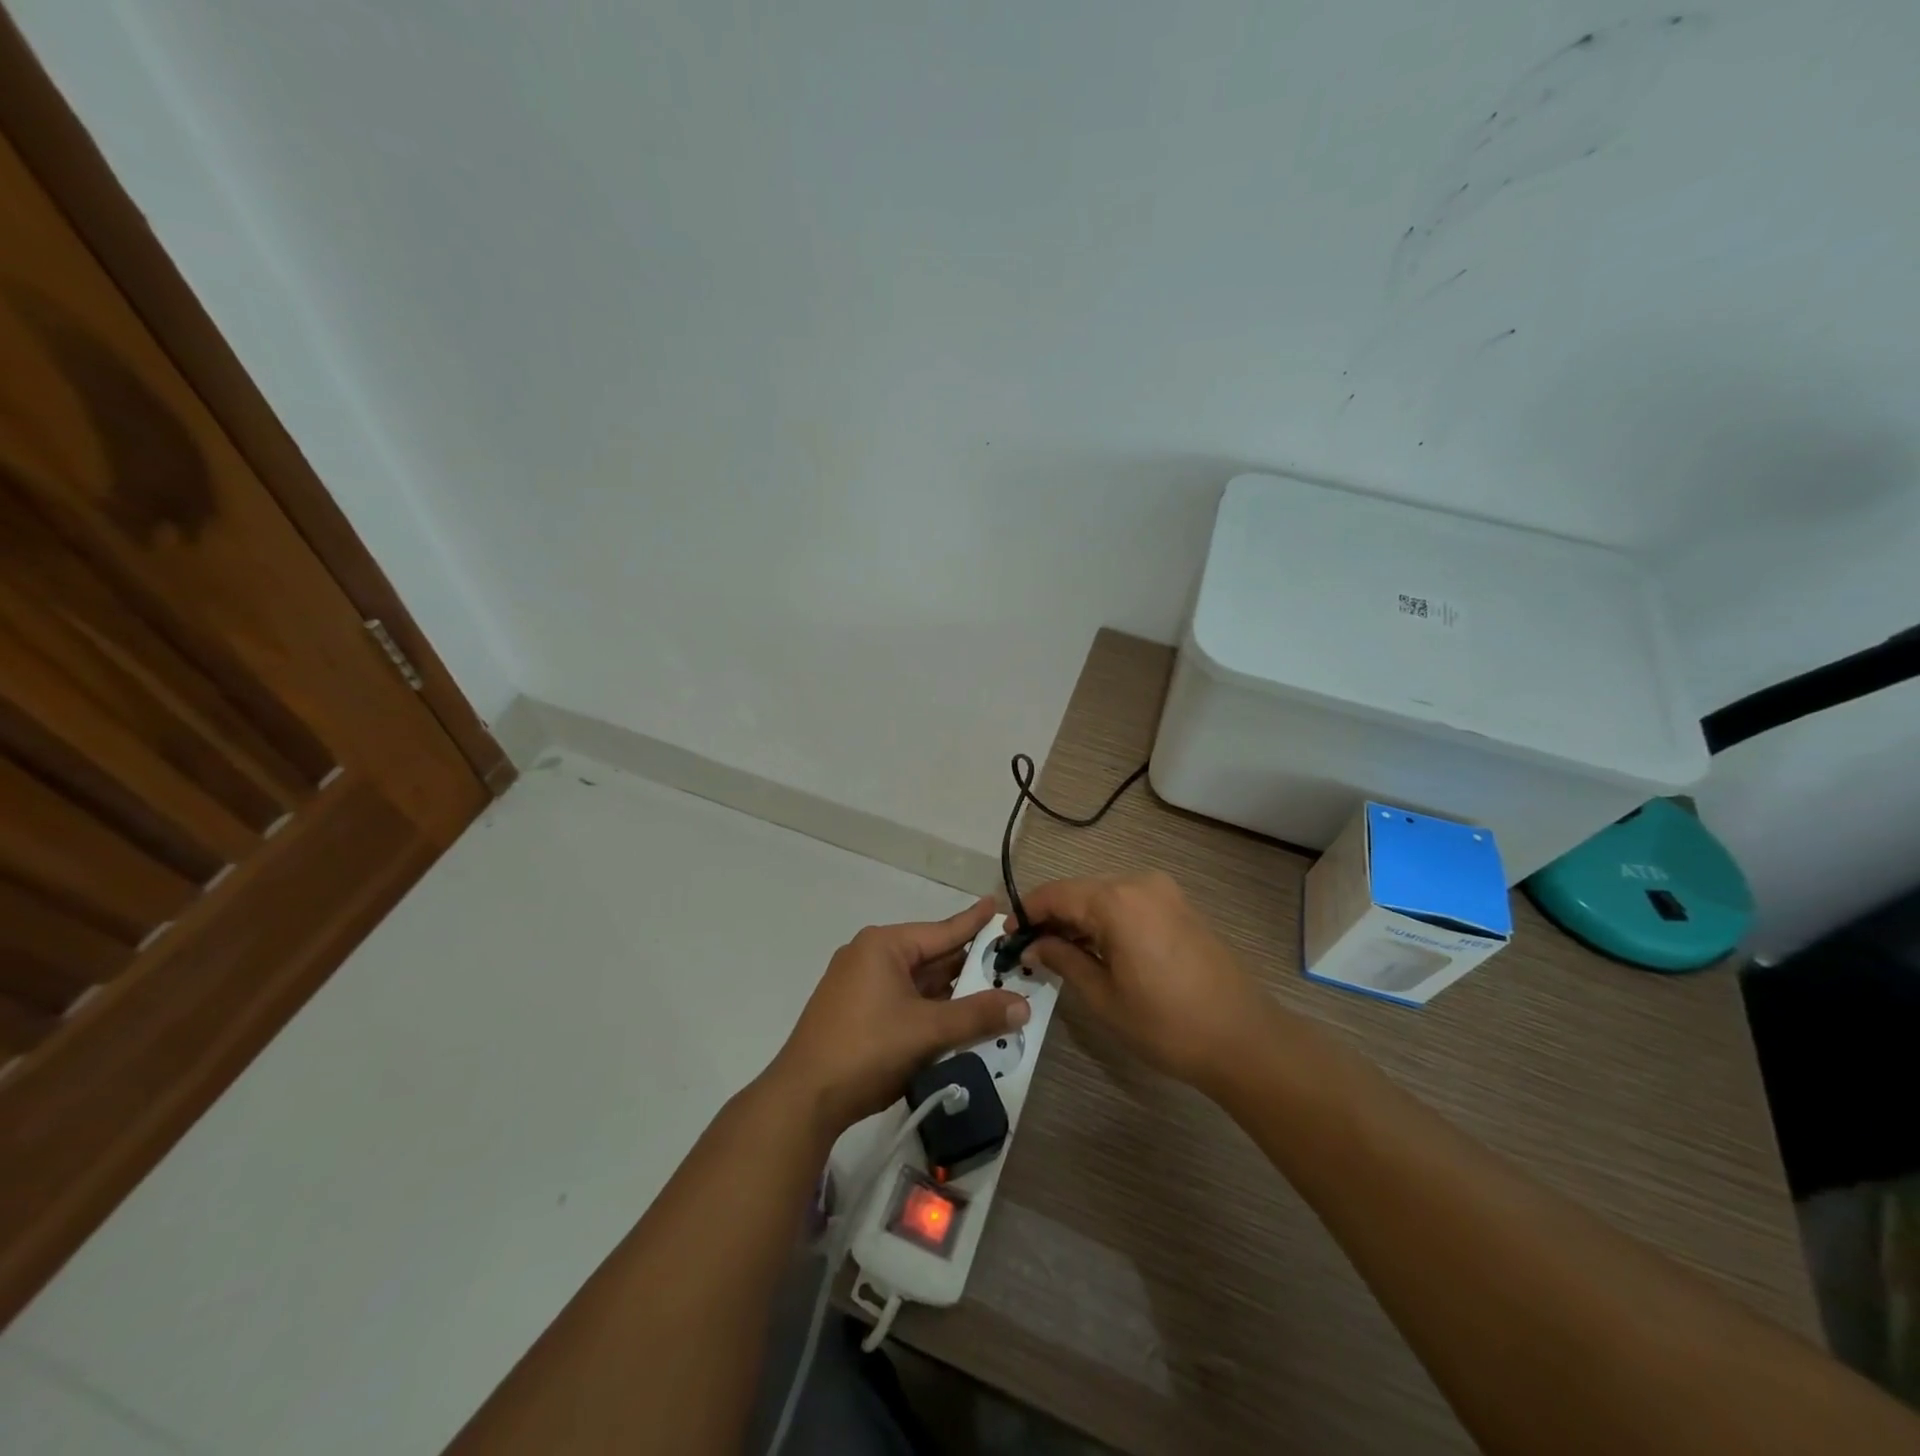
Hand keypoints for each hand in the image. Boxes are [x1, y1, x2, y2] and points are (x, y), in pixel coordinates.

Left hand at [766, 897, 1029, 1135]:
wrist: (804, 1098)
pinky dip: (931, 1008)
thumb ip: (977, 1016)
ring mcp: (860, 985)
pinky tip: (957, 1018)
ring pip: (919, 982)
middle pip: (932, 956)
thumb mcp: (927, 1031)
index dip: (974, 921)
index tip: (997, 904)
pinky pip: (904, 1000)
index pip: (942, 930)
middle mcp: (871, 956)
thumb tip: (1023, 1004)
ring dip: (952, 992)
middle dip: (969, 965)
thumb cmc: (867, 1050)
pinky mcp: (856, 1012)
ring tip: (993, 991)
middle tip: (1010, 962)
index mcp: (884, 946)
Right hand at [1019, 871, 1278, 1090]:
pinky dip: (1107, 920)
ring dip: (1080, 919)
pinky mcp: (1180, 905)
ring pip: (1104, 896)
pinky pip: (1129, 903)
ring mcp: (1164, 891)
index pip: (1056, 894)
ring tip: (1060, 953)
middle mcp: (1139, 883)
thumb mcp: (1103, 997)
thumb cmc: (1166, 1023)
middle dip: (1053, 917)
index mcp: (1116, 900)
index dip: (1027, 912)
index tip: (1008, 935)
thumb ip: (1062, 961)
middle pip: (1080, 891)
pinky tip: (1098, 949)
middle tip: (1031, 949)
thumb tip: (1034, 946)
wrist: (1244, 1039)